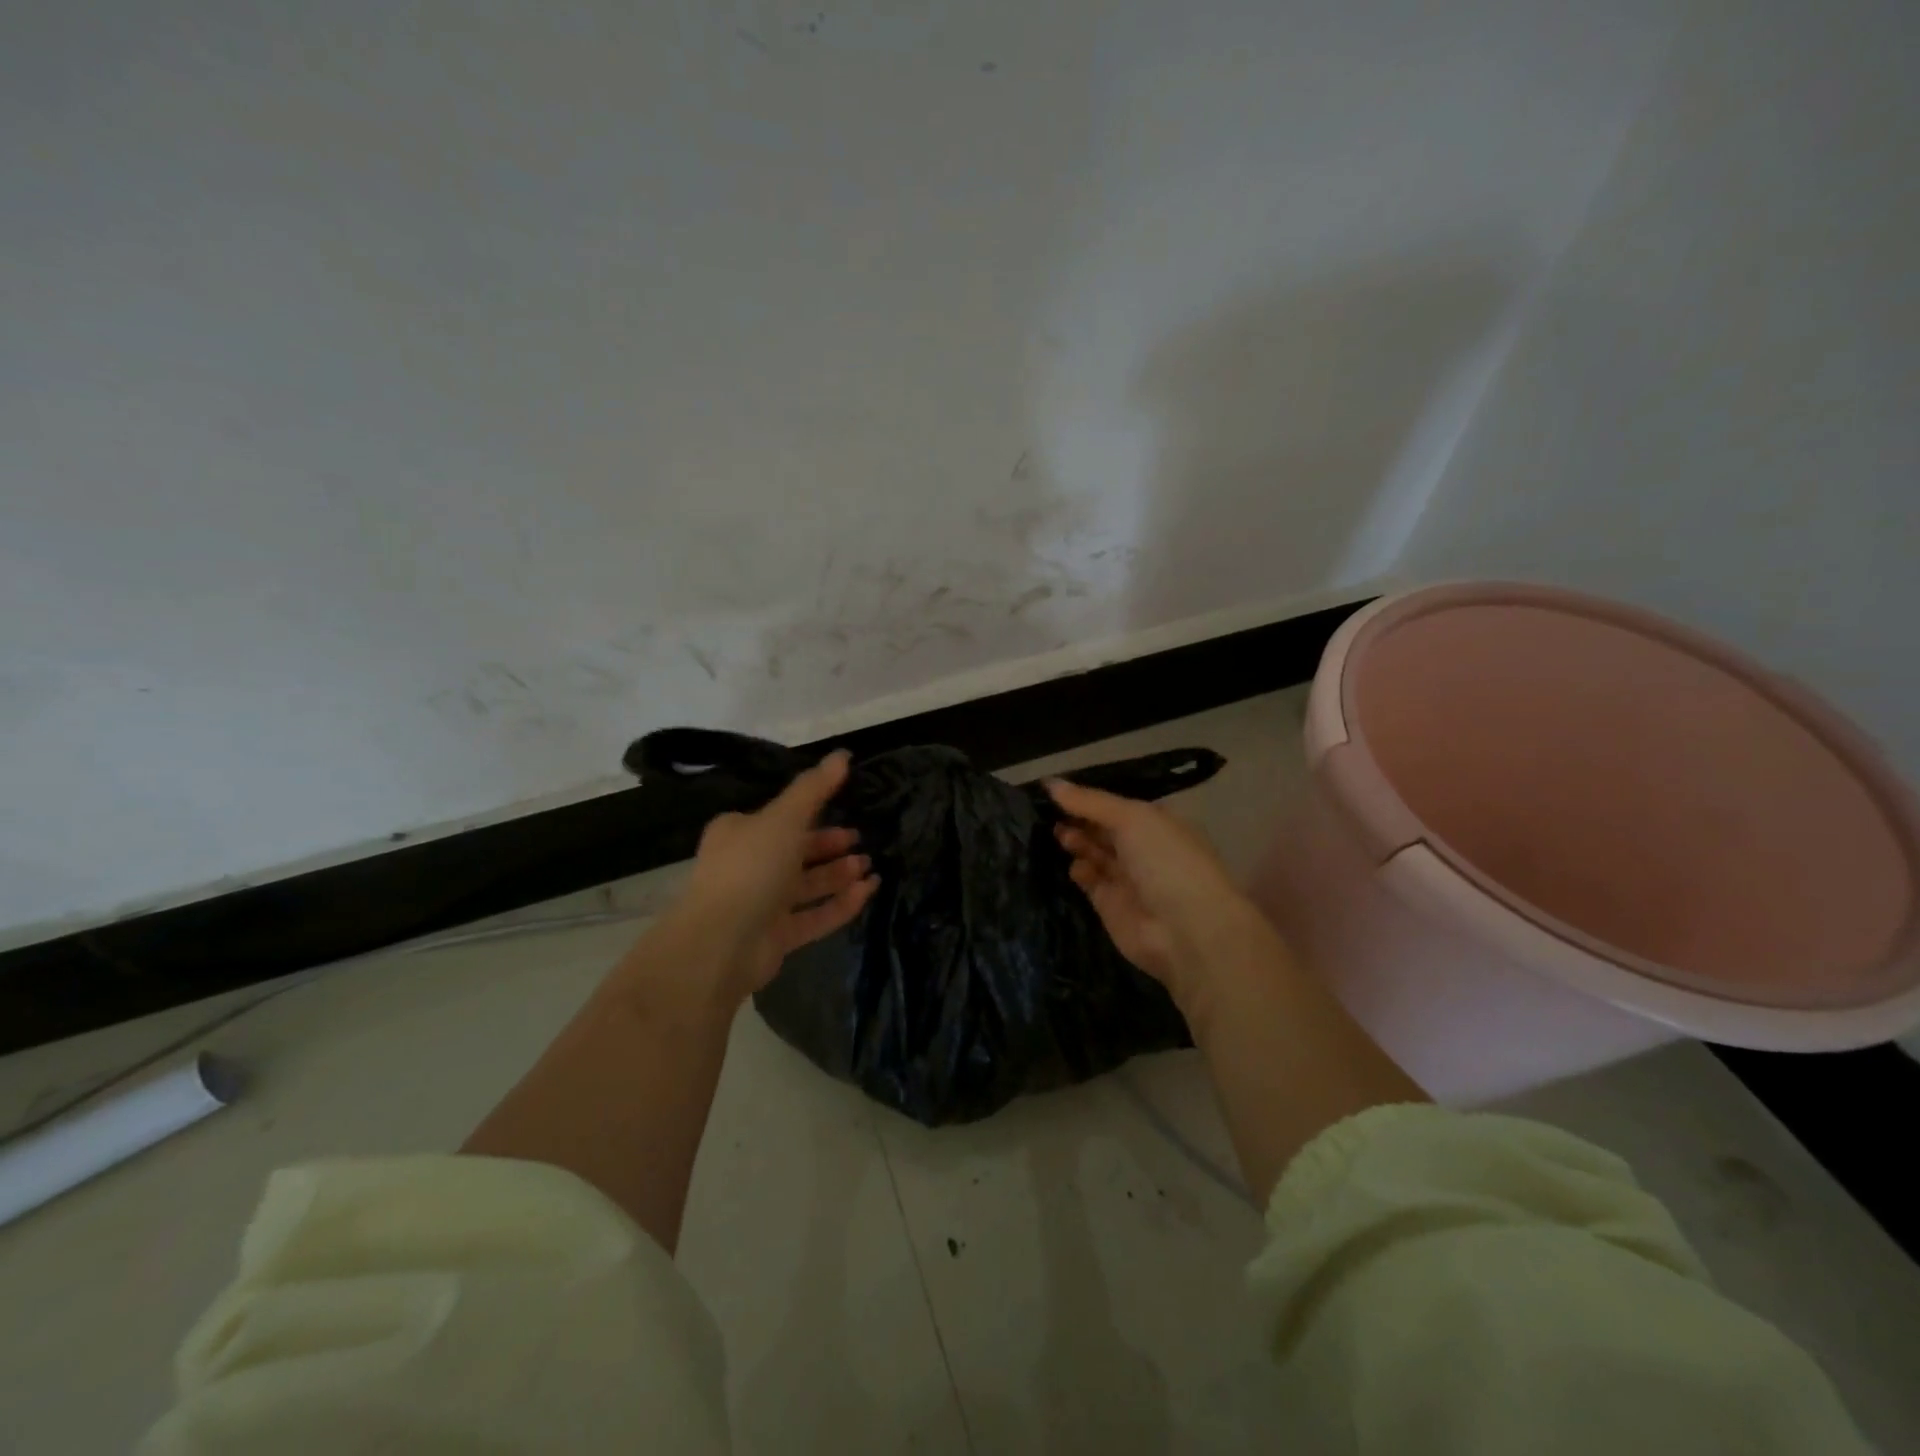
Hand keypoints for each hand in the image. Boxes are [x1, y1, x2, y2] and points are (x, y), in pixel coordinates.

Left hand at [661, 751, 878, 1004]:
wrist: (721, 943)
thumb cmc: (750, 867)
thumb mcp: (785, 818)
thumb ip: (815, 788)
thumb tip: (844, 754)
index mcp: (740, 832)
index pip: (781, 816)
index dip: (813, 810)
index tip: (846, 805)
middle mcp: (748, 865)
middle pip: (796, 851)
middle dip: (830, 845)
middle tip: (862, 839)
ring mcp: (762, 904)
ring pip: (807, 885)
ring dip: (839, 874)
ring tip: (870, 865)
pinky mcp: (776, 936)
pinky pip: (814, 915)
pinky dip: (841, 903)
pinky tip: (869, 891)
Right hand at [1048, 778, 1270, 1006]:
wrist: (1186, 930)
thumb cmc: (1166, 861)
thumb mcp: (1132, 818)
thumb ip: (1089, 802)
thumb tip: (1049, 782)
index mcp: (1156, 824)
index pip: (1116, 806)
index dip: (1089, 799)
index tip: (1057, 791)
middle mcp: (1143, 849)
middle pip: (1103, 830)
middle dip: (1078, 820)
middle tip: (1050, 813)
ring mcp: (1127, 879)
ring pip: (1094, 854)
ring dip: (1076, 842)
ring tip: (1058, 834)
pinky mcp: (1111, 906)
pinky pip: (1090, 882)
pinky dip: (1079, 872)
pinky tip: (1074, 865)